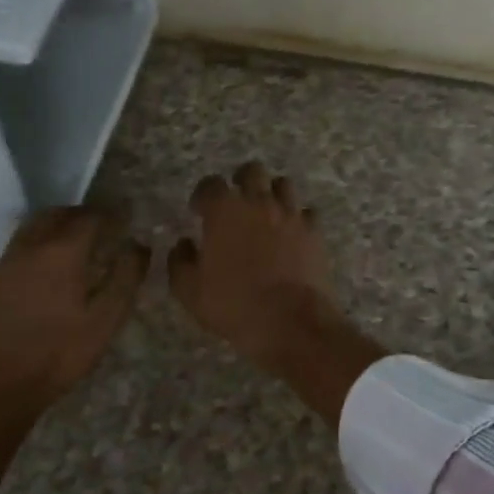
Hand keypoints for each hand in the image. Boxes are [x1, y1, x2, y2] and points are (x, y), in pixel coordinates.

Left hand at [0, 206, 148, 407]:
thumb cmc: (58, 354)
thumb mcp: (105, 320)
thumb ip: (126, 277)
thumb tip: (139, 245)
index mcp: (63, 252)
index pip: (90, 217)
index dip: (110, 213)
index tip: (125, 216)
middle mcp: (31, 248)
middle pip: (56, 214)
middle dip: (79, 214)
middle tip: (98, 224)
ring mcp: (4, 265)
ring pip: (30, 229)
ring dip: (53, 226)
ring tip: (70, 242)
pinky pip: (15, 252)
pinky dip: (34, 248)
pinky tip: (41, 271)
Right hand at [168, 163, 335, 364]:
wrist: (290, 321)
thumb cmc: (234, 305)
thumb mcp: (189, 291)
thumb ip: (180, 261)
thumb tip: (183, 244)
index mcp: (225, 211)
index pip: (210, 184)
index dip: (203, 194)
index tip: (200, 210)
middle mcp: (259, 202)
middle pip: (252, 171)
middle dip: (241, 180)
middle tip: (236, 201)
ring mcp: (290, 214)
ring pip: (283, 184)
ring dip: (272, 193)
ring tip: (265, 213)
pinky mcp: (313, 231)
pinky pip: (306, 213)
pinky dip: (297, 218)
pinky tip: (291, 234)